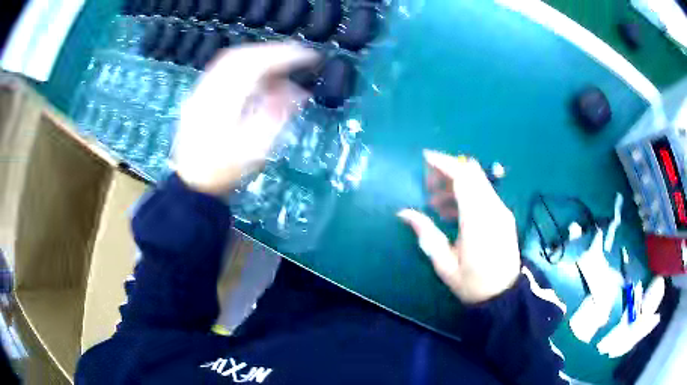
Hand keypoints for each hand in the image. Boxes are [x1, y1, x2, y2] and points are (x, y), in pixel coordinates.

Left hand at [172, 43, 318, 194]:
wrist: (191, 183)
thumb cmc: (222, 170)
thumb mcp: (254, 149)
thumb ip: (275, 116)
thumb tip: (297, 92)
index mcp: (222, 102)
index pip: (255, 65)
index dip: (284, 56)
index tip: (309, 56)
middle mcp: (209, 89)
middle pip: (242, 55)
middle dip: (273, 51)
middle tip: (298, 55)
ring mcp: (201, 90)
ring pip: (232, 60)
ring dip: (260, 57)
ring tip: (283, 64)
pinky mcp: (200, 95)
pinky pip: (225, 69)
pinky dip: (247, 66)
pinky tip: (260, 76)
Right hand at [398, 151, 520, 303]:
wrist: (505, 296)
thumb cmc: (473, 283)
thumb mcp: (444, 264)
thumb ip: (426, 234)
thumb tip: (404, 213)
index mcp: (478, 219)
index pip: (463, 178)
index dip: (444, 163)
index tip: (424, 158)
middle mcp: (493, 208)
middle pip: (472, 174)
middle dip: (448, 170)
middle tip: (428, 186)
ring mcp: (501, 210)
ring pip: (478, 182)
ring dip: (456, 183)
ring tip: (436, 204)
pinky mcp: (504, 215)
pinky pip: (484, 193)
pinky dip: (467, 193)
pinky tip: (452, 212)